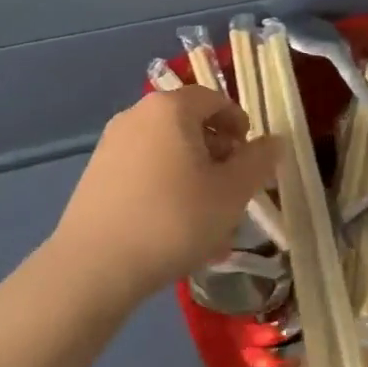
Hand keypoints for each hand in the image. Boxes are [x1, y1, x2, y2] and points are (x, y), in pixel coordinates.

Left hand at [52, 86, 280, 307]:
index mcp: (171, 107)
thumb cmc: (173, 220)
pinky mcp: (96, 174)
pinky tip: (173, 230)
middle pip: (189, 124)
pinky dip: (165, 188)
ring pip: (167, 151)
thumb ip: (258, 162)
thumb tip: (274, 141)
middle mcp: (138, 114)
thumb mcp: (231, 193)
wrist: (94, 267)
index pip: (215, 99)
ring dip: (193, 176)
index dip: (239, 125)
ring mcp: (112, 144)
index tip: (250, 160)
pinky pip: (143, 171)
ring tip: (206, 220)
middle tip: (232, 193)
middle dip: (216, 155)